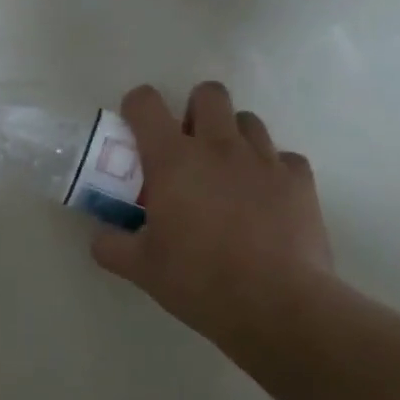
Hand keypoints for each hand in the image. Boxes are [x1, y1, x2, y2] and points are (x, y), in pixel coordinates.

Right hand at [91, 82, 341, 351]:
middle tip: (189, 147)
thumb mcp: (142, 269)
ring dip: (233, 136)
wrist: (277, 305)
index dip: (137, 106)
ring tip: (228, 172)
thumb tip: (100, 239)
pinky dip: (272, 170)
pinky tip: (266, 198)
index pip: (146, 103)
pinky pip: (284, 158)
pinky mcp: (300, 180)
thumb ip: (112, 247)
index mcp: (173, 159)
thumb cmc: (199, 281)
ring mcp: (264, 159)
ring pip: (248, 120)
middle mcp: (219, 146)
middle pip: (208, 93)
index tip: (135, 127)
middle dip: (195, 110)